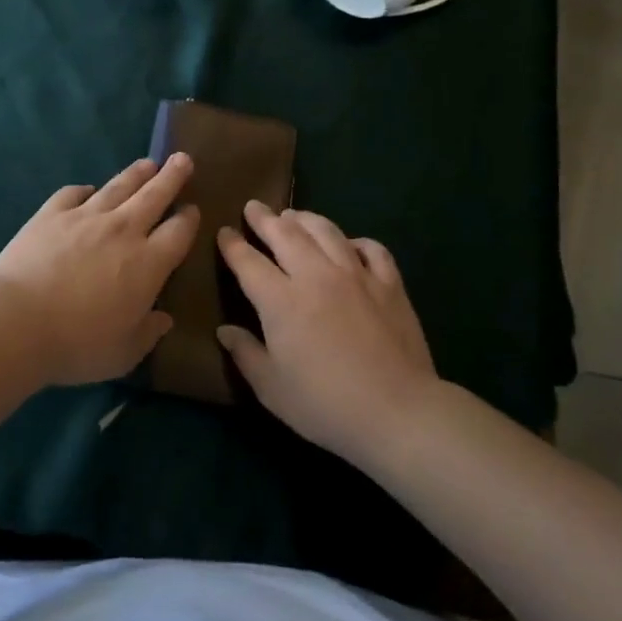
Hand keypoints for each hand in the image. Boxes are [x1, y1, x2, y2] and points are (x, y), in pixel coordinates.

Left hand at [0, 154, 199, 385]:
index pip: (178, 232)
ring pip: (118, 187)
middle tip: (182, 159)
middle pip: (154, 195)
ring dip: (136, 174)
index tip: (193, 208)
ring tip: (148, 163)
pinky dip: (84, 190)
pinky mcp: (51, 213)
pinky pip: (73, 193)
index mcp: (148, 263)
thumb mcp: (124, 353)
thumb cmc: (77, 344)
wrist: (17, 321)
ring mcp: (85, 217)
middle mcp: (123, 230)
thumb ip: (148, 333)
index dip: (189, 218)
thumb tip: (164, 320)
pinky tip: (87, 189)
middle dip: (171, 176)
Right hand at [216, 201, 437, 463]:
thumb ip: (246, 353)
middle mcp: (316, 276)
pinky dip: (355, 241)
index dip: (232, 245)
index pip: (248, 262)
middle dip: (265, 219)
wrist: (397, 412)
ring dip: (305, 219)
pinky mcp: (389, 284)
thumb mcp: (272, 388)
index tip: (224, 232)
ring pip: (326, 231)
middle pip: (285, 234)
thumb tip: (225, 331)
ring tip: (294, 216)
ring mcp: (356, 275)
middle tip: (254, 207)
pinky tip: (349, 245)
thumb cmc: (325, 405)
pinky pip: (371, 249)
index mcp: (281, 300)